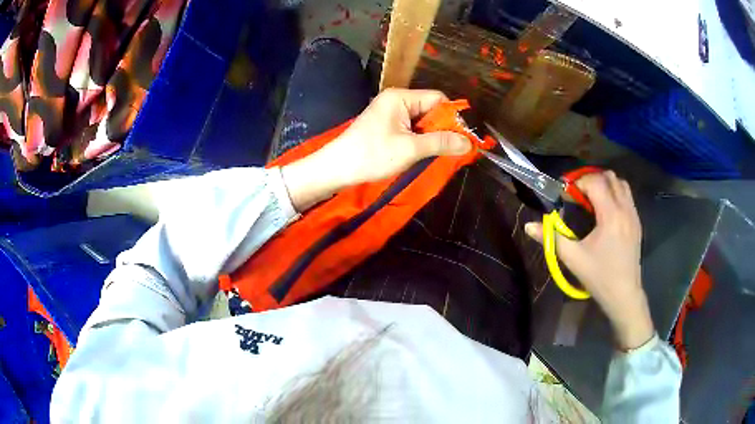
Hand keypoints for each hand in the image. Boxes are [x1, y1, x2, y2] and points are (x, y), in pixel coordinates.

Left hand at [281, 89, 471, 210]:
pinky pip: (411, 128)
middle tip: (453, 149)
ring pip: (422, 121)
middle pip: (430, 109)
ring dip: (432, 136)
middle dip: (443, 128)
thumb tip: (469, 143)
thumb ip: (440, 143)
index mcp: (401, 97)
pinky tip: (424, 153)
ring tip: (439, 153)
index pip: (437, 99)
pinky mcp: (386, 126)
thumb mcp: (410, 149)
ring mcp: (390, 113)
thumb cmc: (372, 155)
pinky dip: (420, 140)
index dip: (452, 117)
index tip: (463, 137)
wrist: (337, 168)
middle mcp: (396, 100)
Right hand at [525, 171, 654, 349]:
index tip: (566, 195)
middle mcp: (625, 209)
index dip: (578, 183)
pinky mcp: (637, 222)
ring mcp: (633, 214)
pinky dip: (615, 194)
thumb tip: (528, 226)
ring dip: (605, 184)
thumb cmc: (599, 276)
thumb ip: (551, 238)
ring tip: (592, 199)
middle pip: (609, 177)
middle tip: (578, 195)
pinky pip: (627, 196)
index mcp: (610, 215)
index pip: (595, 182)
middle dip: (591, 179)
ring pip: (621, 183)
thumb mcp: (573, 258)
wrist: (624, 294)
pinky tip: (605, 211)